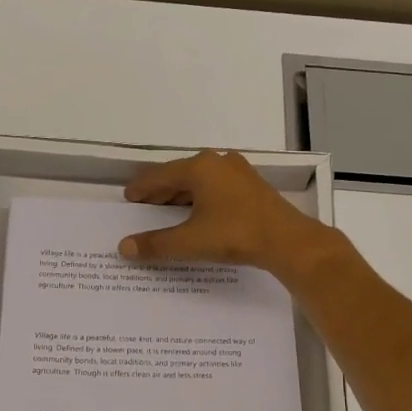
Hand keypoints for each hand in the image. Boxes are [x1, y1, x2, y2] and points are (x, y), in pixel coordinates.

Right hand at [119, 149, 337, 279]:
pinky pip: (217, 188)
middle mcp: (218, 162)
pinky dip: (201, 198)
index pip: (160, 175)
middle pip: (180, 175)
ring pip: (200, 181)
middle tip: (144, 205)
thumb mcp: (190, 241)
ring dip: (181, 195)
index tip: (129, 196)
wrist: (287, 241)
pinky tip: (198, 214)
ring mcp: (239, 172)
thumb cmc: (234, 234)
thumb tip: (124, 247)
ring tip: (167, 212)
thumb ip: (156, 244)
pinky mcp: (252, 186)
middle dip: (160, 191)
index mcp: (200, 167)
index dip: (142, 187)